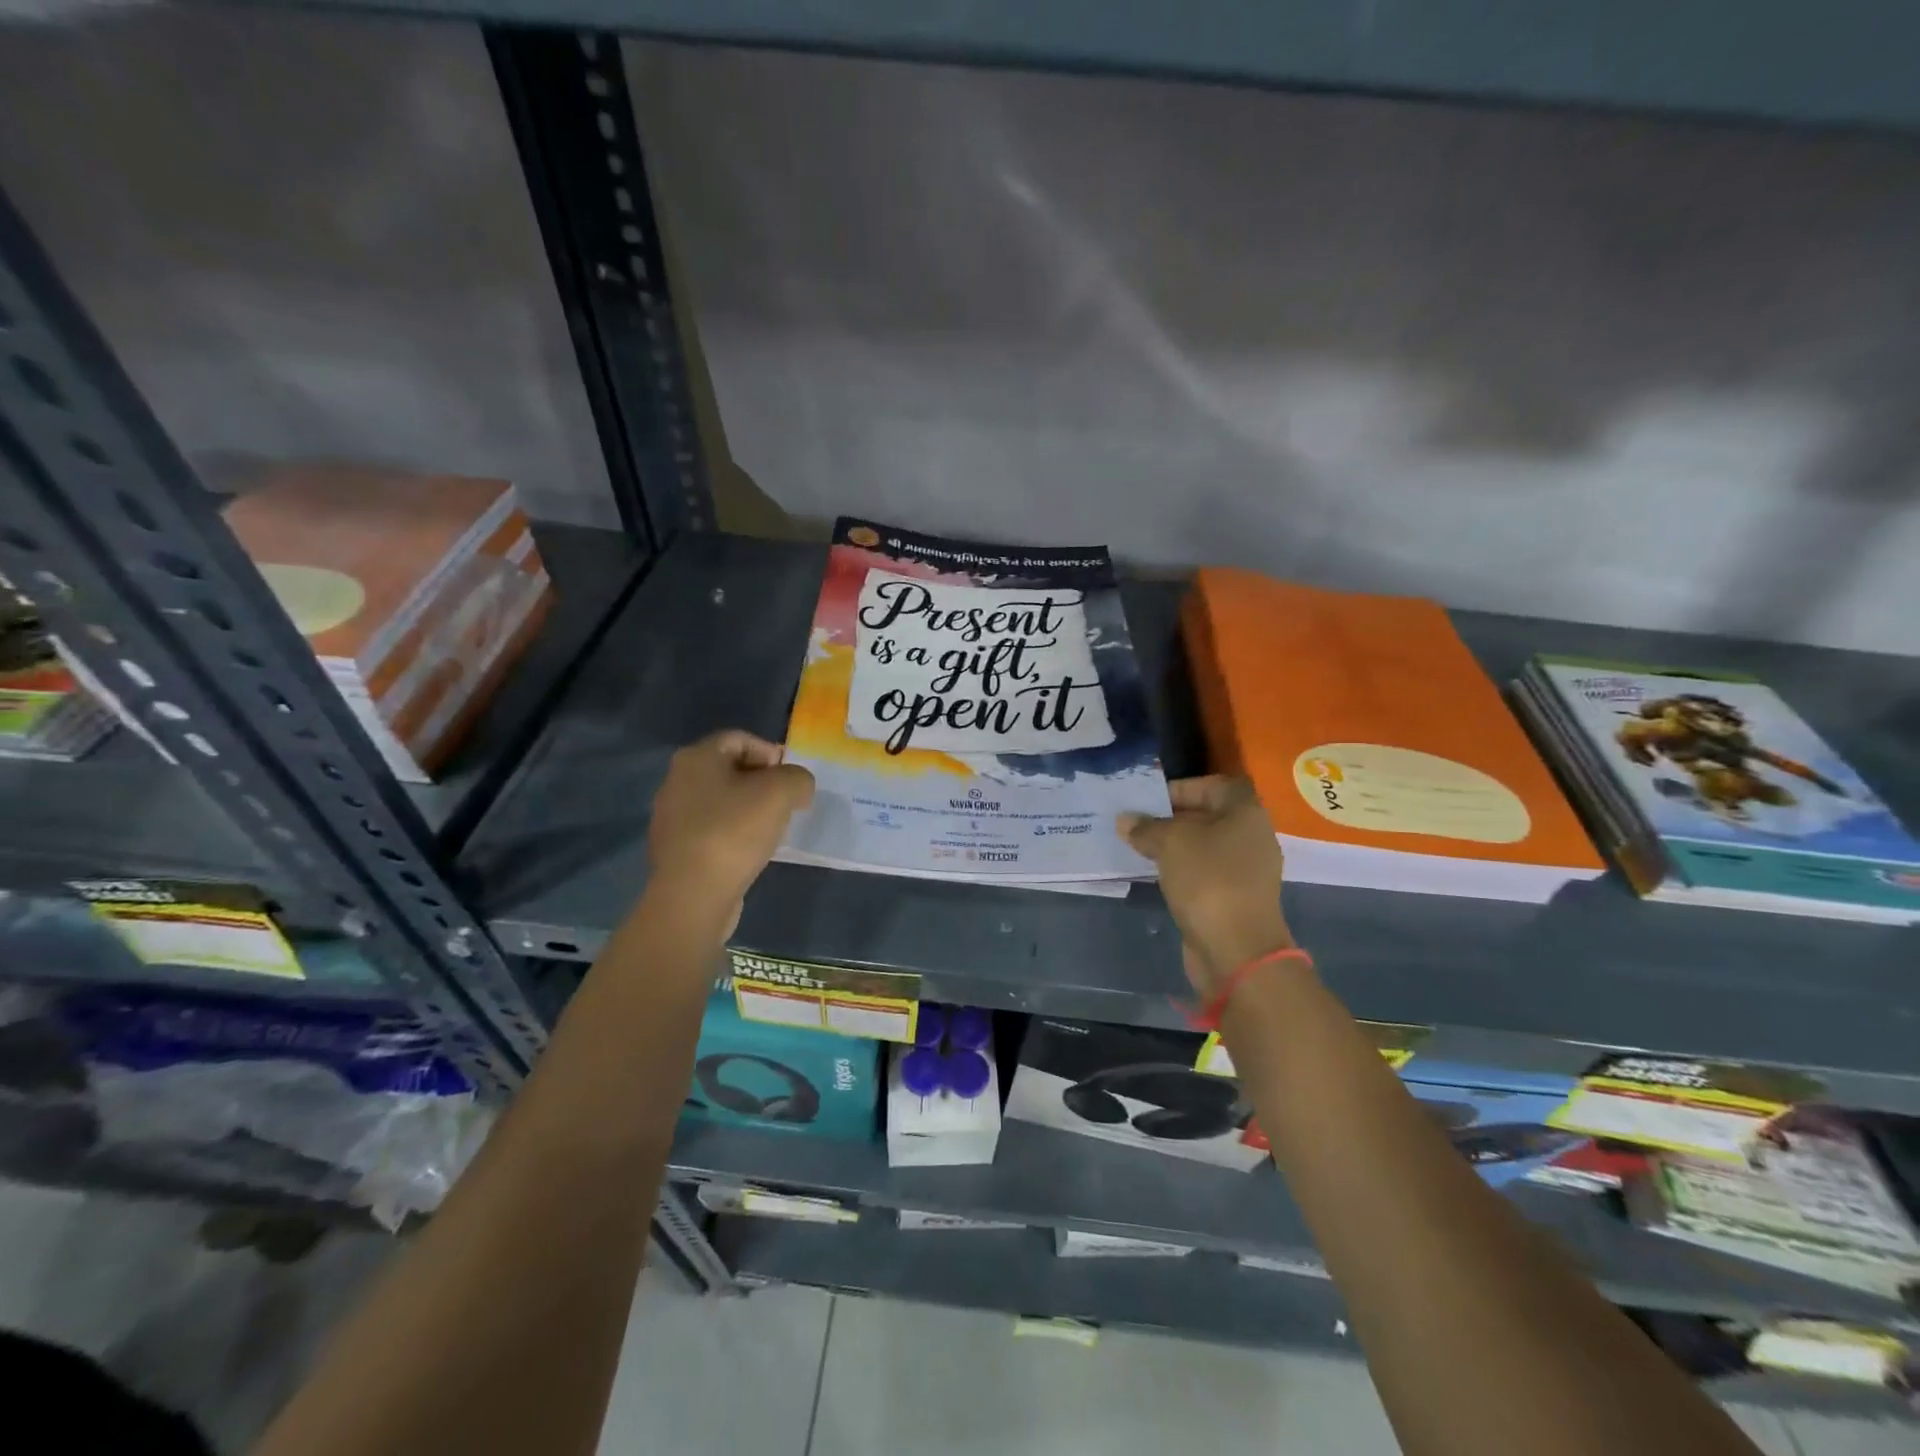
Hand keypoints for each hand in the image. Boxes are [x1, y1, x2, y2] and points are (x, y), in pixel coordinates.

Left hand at [647, 730, 814, 935]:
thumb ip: (798, 778)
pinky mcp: (676, 849)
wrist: (693, 896)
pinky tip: (751, 851)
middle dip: (763, 782)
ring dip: (750, 809)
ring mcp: (672, 817)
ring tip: (773, 829)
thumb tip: (797, 787)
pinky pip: (713, 829)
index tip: (792, 779)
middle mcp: (677, 781)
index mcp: (696, 758)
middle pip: (730, 769)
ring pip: (722, 801)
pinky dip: (735, 833)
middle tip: (788, 803)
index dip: (771, 752)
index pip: (740, 739)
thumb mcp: (782, 792)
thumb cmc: (734, 832)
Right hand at [1119, 776, 1293, 997]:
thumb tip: (1125, 820)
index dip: (1182, 787)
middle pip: (1209, 815)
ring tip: (1140, 848)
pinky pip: (1204, 873)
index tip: (1150, 800)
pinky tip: (1156, 875)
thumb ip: (1146, 827)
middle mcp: (1252, 837)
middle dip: (1172, 818)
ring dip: (1174, 846)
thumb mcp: (1170, 843)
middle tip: (1137, 823)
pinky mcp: (1235, 898)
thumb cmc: (1208, 880)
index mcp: (1246, 813)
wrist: (1237, 950)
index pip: (1214, 785)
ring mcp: (1246, 871)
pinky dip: (1182, 870)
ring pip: (1205, 846)